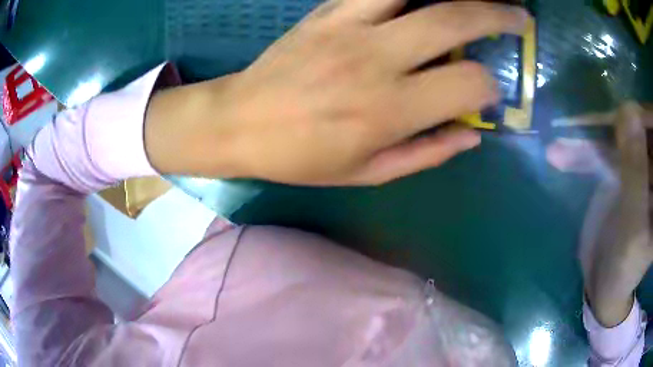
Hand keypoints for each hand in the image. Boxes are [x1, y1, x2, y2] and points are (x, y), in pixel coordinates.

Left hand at [145, 0, 528, 184]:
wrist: (240, 122)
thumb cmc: (300, 157)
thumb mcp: (367, 173)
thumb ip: (427, 154)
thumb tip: (471, 135)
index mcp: (389, 110)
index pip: (469, 85)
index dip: (489, 89)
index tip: (487, 94)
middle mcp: (377, 58)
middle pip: (455, 19)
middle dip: (497, 15)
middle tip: (520, 16)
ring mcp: (349, 25)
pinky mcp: (326, 11)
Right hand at [547, 104, 652, 326]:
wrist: (606, 284)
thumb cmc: (624, 266)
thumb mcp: (634, 223)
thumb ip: (636, 169)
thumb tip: (628, 108)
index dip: (642, 115)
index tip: (622, 113)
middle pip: (637, 130)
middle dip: (612, 126)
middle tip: (584, 126)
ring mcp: (637, 166)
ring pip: (618, 139)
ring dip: (590, 139)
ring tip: (562, 140)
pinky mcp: (620, 171)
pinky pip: (604, 153)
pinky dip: (584, 152)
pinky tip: (561, 154)